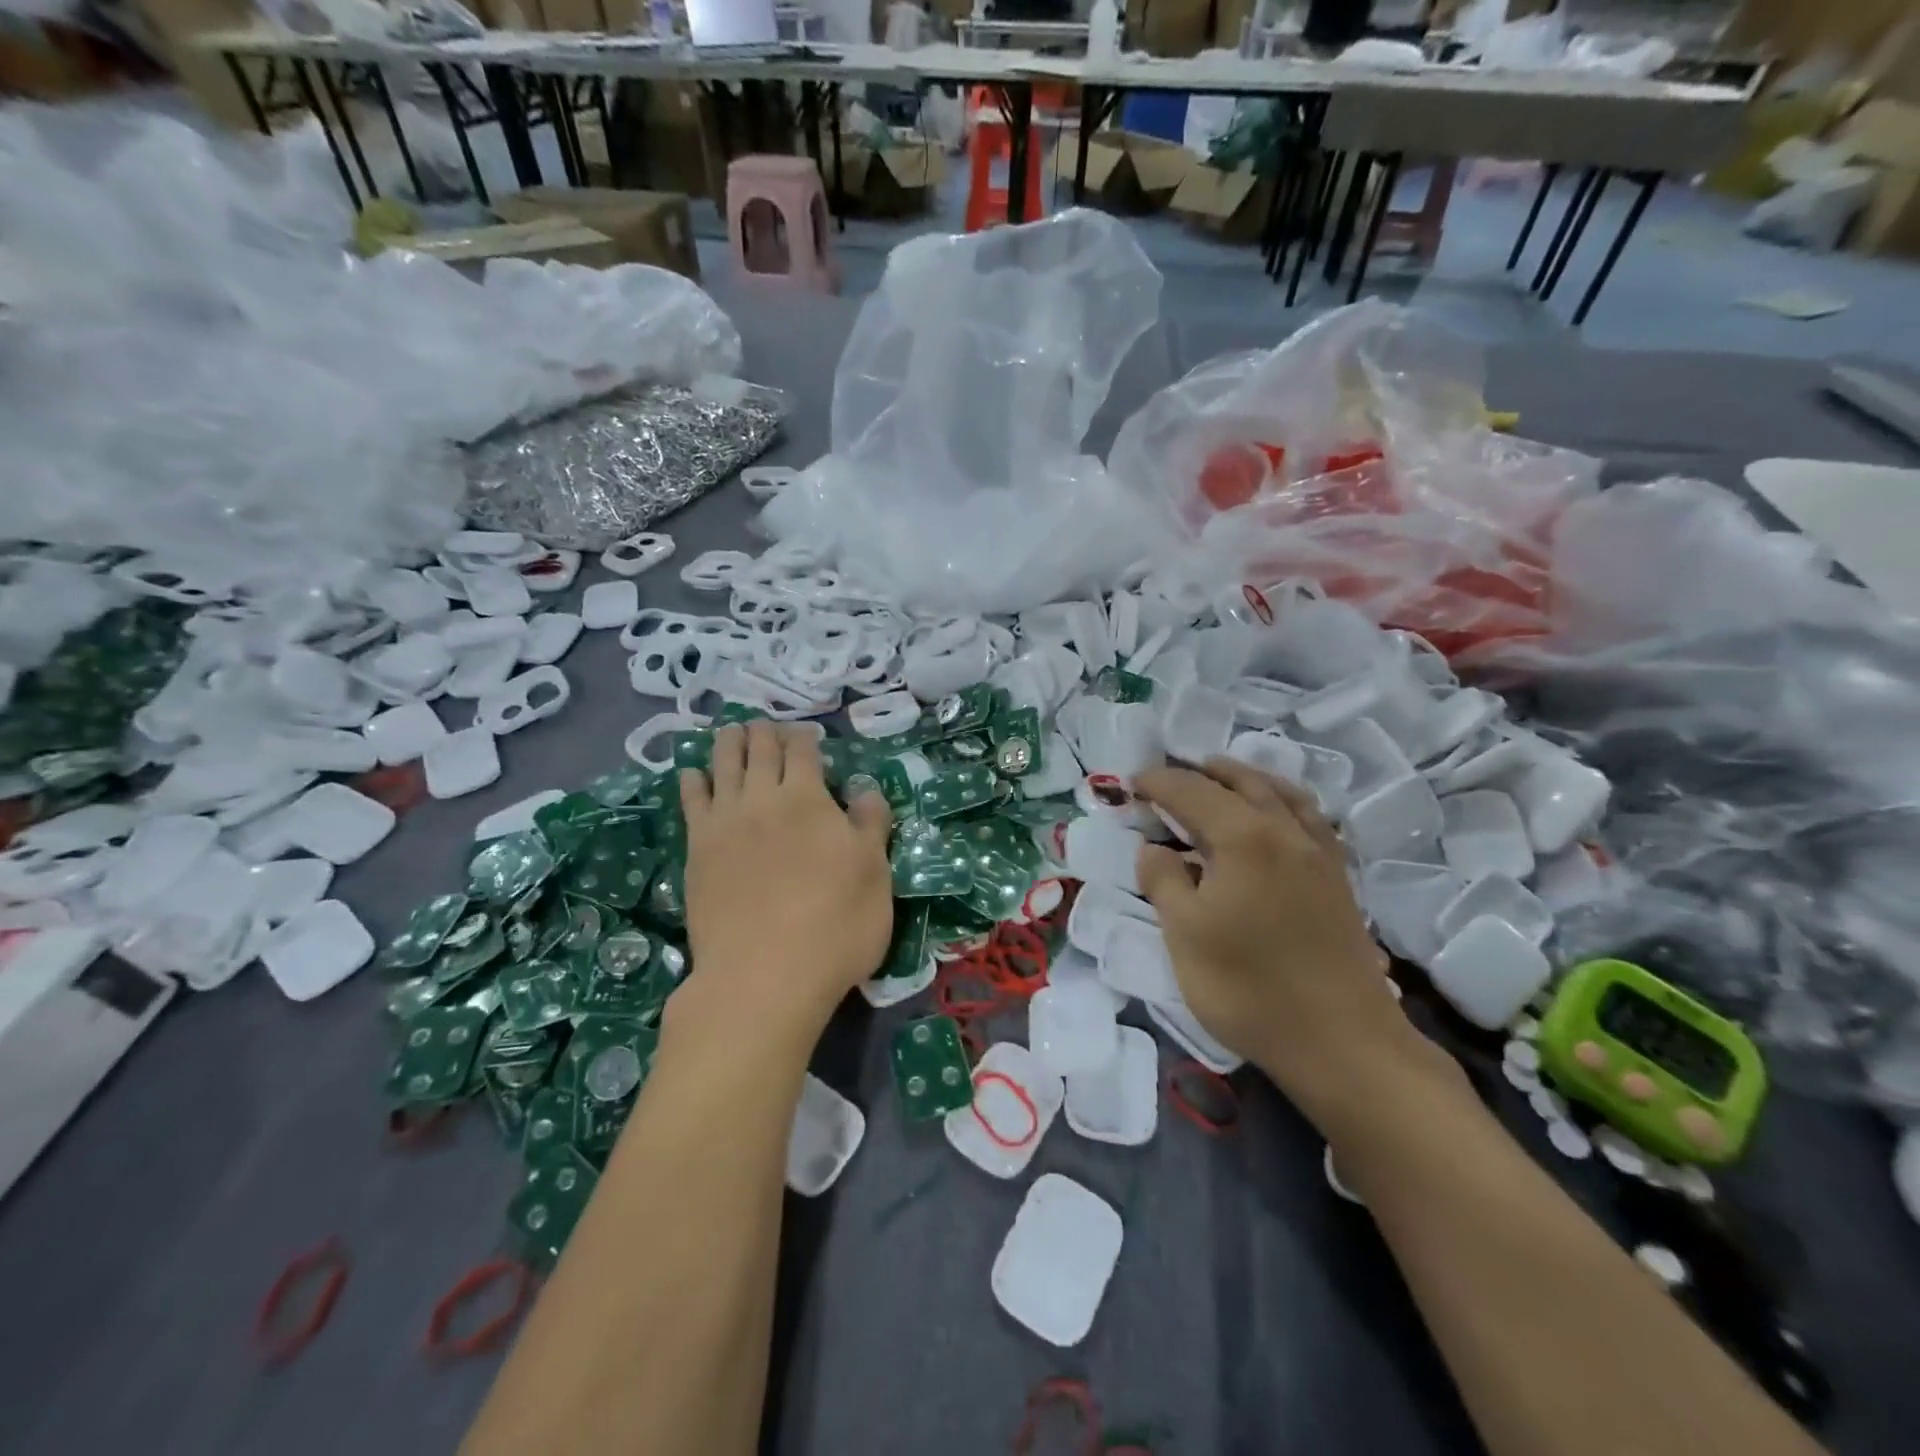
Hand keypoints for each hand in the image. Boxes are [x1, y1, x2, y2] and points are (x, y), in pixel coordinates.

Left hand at [675, 721, 893, 1042]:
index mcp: (808, 798)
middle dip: (764, 732)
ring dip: (728, 743)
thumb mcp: (875, 873)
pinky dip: (693, 779)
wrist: (763, 976)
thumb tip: (865, 788)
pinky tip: (694, 773)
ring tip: (731, 733)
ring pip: (722, 764)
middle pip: (759, 749)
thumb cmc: (834, 925)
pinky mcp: (697, 850)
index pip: (803, 750)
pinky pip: (691, 801)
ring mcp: (724, 822)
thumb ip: (871, 824)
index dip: (805, 737)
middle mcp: (762, 798)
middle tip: (766, 728)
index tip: (807, 736)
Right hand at [1133, 760, 1443, 1129]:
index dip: (1159, 782)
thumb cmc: (1249, 987)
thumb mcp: (1184, 934)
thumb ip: (1163, 881)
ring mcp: (1319, 854)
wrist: (1342, 1042)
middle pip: (1242, 782)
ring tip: (1223, 780)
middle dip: (1203, 772)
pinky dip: (1282, 803)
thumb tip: (1155, 850)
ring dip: (1246, 779)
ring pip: (1282, 794)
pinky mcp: (1338, 880)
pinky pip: (1308, 819)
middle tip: (1172, 775)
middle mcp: (1286, 831)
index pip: (1193, 792)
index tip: (1132, 783)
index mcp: (1244, 837)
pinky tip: (1275, 821)